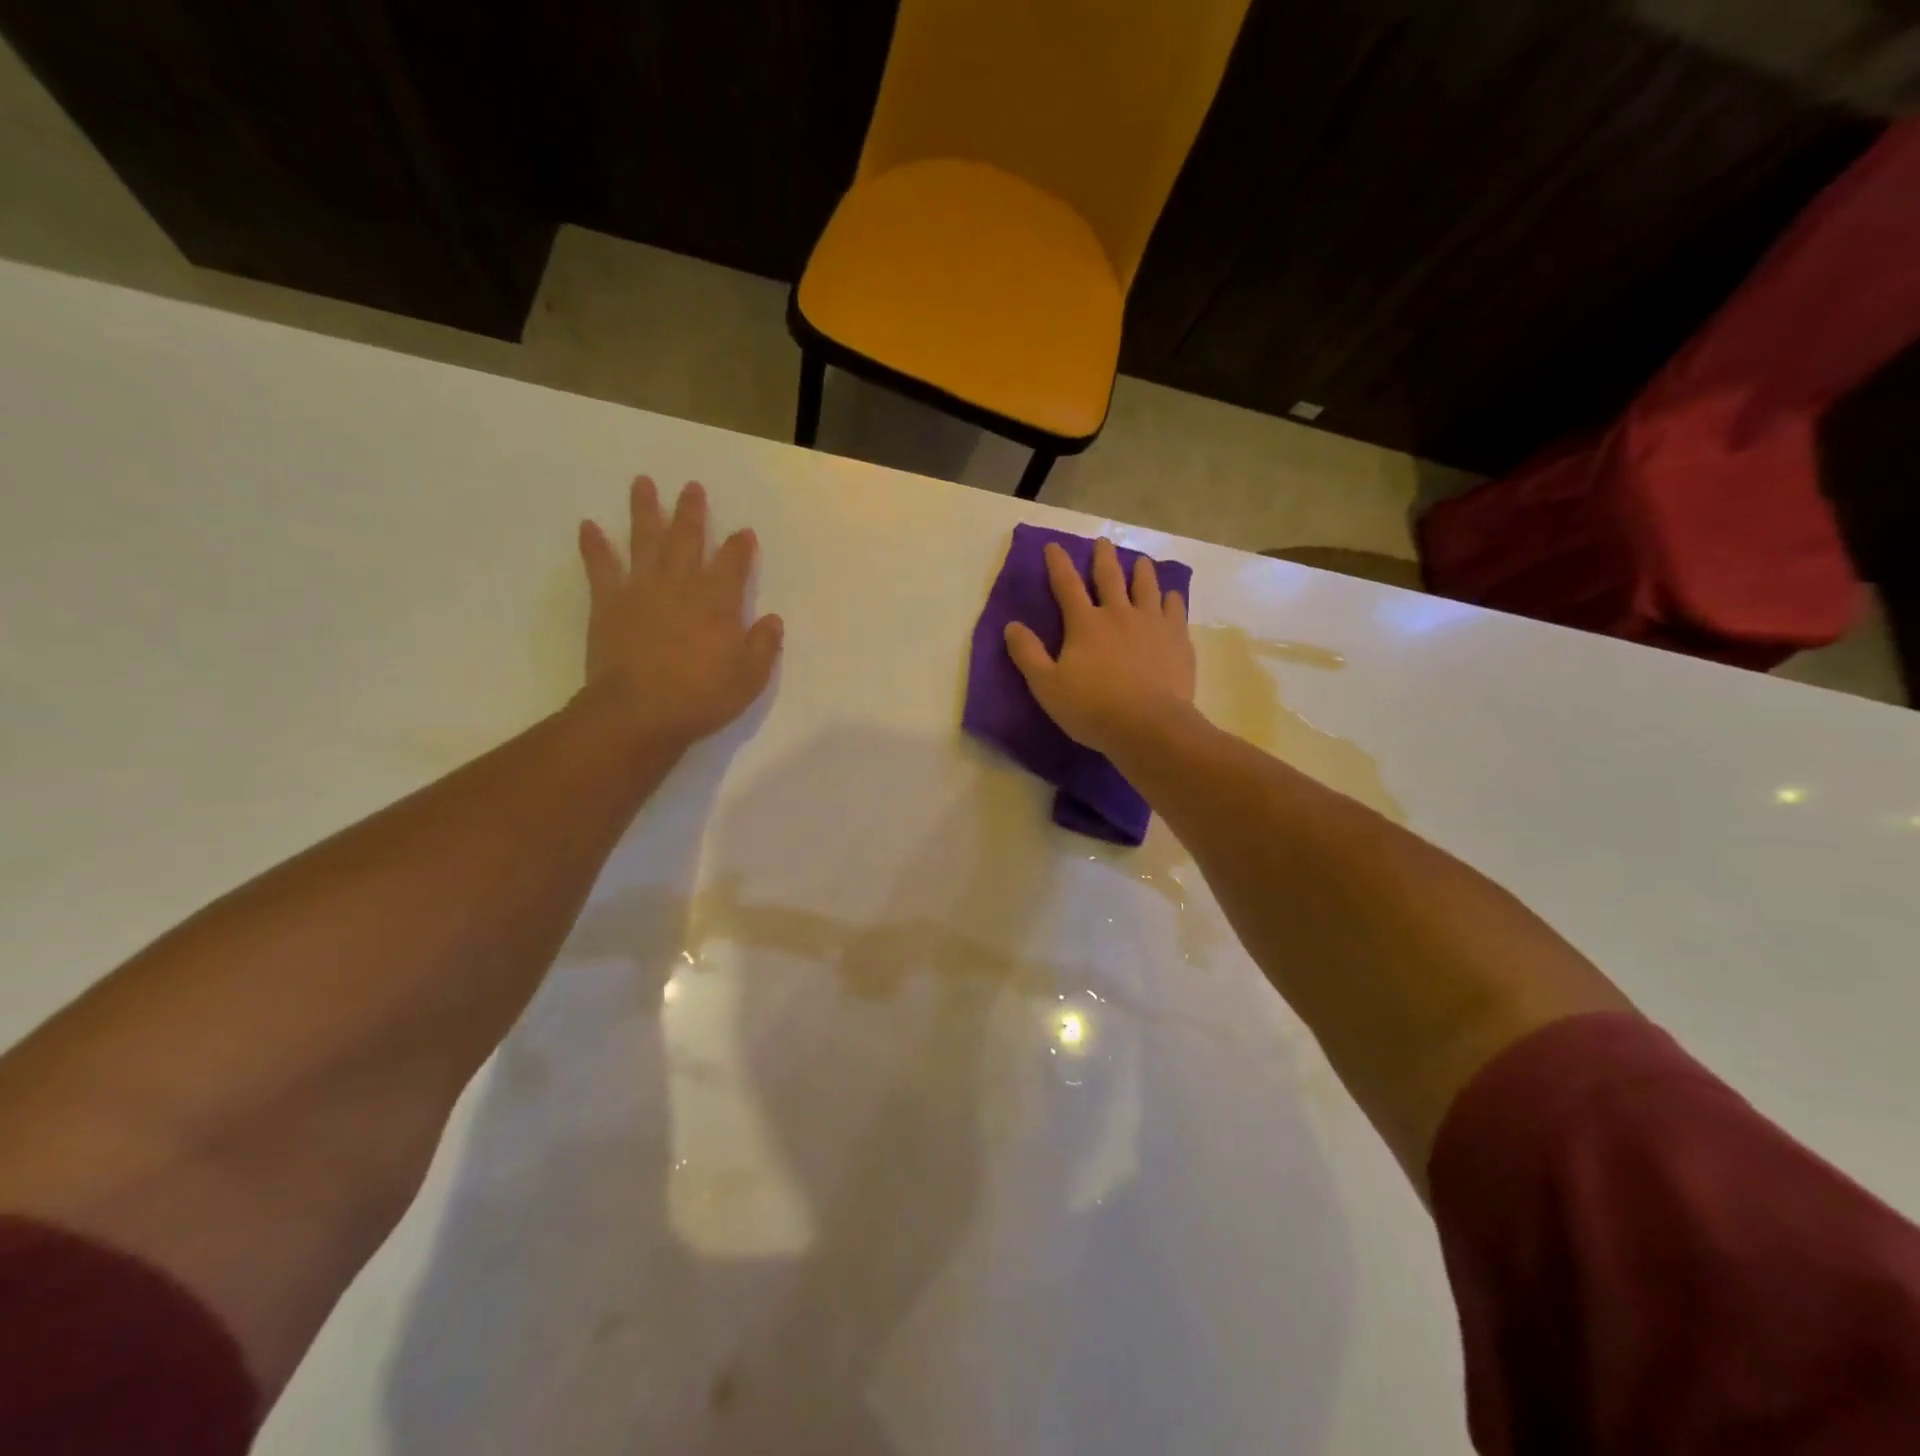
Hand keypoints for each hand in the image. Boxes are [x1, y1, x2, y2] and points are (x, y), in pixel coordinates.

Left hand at [577, 476, 782, 750]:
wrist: (639, 712)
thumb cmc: (701, 696)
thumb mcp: (750, 677)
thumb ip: (764, 645)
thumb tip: (772, 619)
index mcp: (718, 600)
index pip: (734, 562)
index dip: (740, 546)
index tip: (744, 532)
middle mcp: (681, 584)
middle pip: (687, 538)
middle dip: (692, 511)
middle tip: (692, 487)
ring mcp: (641, 589)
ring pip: (644, 539)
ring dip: (644, 510)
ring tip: (643, 483)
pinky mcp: (608, 603)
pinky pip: (600, 567)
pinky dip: (594, 546)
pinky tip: (588, 526)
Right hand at [1005, 537, 1195, 758]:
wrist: (1148, 726)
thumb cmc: (1092, 708)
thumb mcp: (1046, 686)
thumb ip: (1028, 654)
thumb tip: (1012, 626)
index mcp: (1085, 623)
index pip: (1066, 585)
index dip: (1058, 563)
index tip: (1053, 546)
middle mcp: (1119, 613)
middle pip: (1110, 577)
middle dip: (1103, 557)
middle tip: (1102, 542)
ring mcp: (1153, 623)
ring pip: (1147, 587)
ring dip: (1141, 571)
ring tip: (1141, 562)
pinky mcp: (1177, 639)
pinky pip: (1175, 609)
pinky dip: (1170, 599)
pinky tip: (1170, 596)